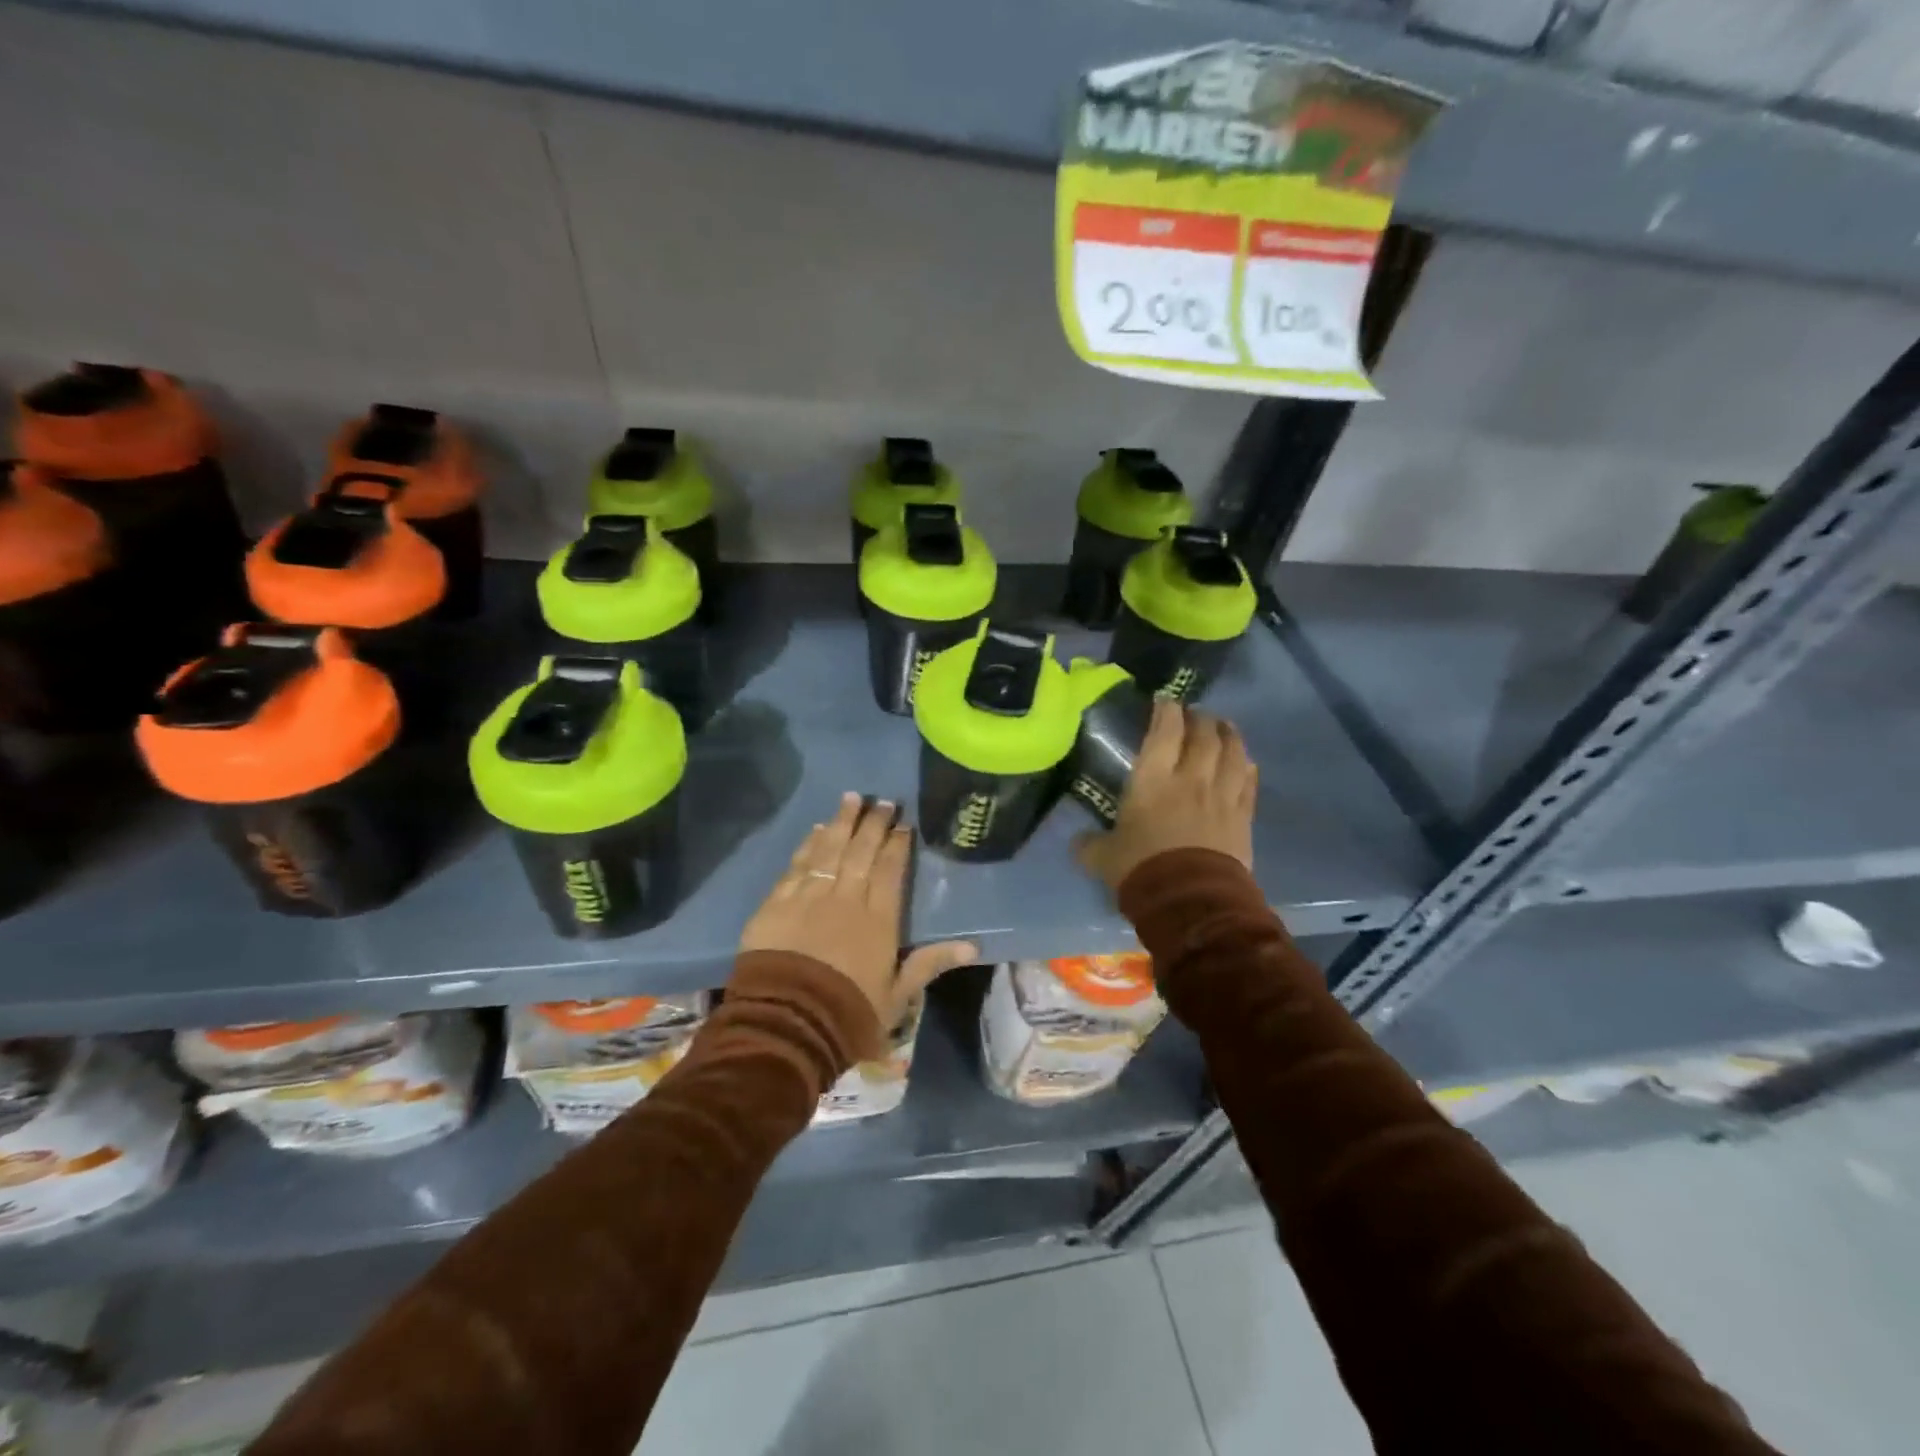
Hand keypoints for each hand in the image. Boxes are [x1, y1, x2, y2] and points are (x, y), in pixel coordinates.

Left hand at [740, 793, 977, 1031]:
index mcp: (879, 919)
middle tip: (882, 801)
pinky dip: (809, 844)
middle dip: (873, 823)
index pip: (890, 870)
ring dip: (842, 822)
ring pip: (830, 849)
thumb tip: (972, 946)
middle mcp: (847, 898)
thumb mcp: (897, 995)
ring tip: (852, 798)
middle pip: (861, 851)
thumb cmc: (849, 1013)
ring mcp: (810, 896)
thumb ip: (930, 963)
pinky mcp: (778, 902)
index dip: (898, 844)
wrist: (788, 1023)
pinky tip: (817, 830)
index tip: (903, 824)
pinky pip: (798, 864)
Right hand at [1074, 699, 1256, 890]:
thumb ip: (1090, 845)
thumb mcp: (1104, 858)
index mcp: (1153, 780)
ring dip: (1229, 735)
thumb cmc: (1142, 871)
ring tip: (1224, 727)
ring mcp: (1222, 796)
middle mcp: (1190, 778)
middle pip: (1203, 735)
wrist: (1191, 902)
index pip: (1164, 731)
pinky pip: (1249, 783)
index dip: (1165, 711)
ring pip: (1233, 753)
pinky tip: (1245, 763)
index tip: (1164, 702)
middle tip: (1194, 715)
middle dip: (1199, 719)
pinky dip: (1246, 767)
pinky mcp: (1242, 818)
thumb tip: (1078, 842)